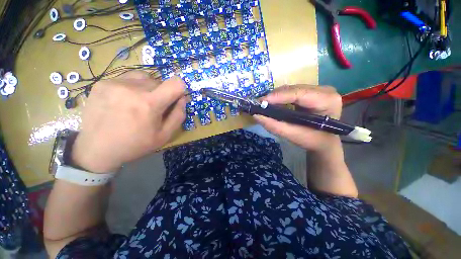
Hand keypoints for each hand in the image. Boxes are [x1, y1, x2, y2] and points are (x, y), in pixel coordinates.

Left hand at [71, 72, 186, 172]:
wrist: (96, 149)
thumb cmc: (135, 144)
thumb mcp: (164, 136)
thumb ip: (178, 116)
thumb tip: (183, 98)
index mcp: (150, 103)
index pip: (176, 83)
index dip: (180, 90)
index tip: (175, 99)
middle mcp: (133, 88)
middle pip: (160, 81)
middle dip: (162, 93)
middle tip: (153, 108)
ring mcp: (115, 83)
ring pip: (144, 77)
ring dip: (148, 88)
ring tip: (139, 102)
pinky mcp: (102, 82)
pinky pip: (128, 78)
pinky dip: (133, 87)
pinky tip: (125, 100)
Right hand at [254, 85, 342, 154]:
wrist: (324, 142)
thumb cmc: (312, 141)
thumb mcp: (293, 135)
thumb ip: (274, 126)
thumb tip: (256, 116)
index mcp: (326, 101)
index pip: (299, 93)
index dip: (278, 96)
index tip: (261, 102)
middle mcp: (325, 90)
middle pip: (294, 89)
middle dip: (275, 96)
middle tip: (260, 104)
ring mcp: (319, 90)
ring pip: (292, 89)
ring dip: (276, 96)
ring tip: (264, 104)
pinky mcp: (312, 92)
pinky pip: (292, 92)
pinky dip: (281, 97)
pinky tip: (273, 103)